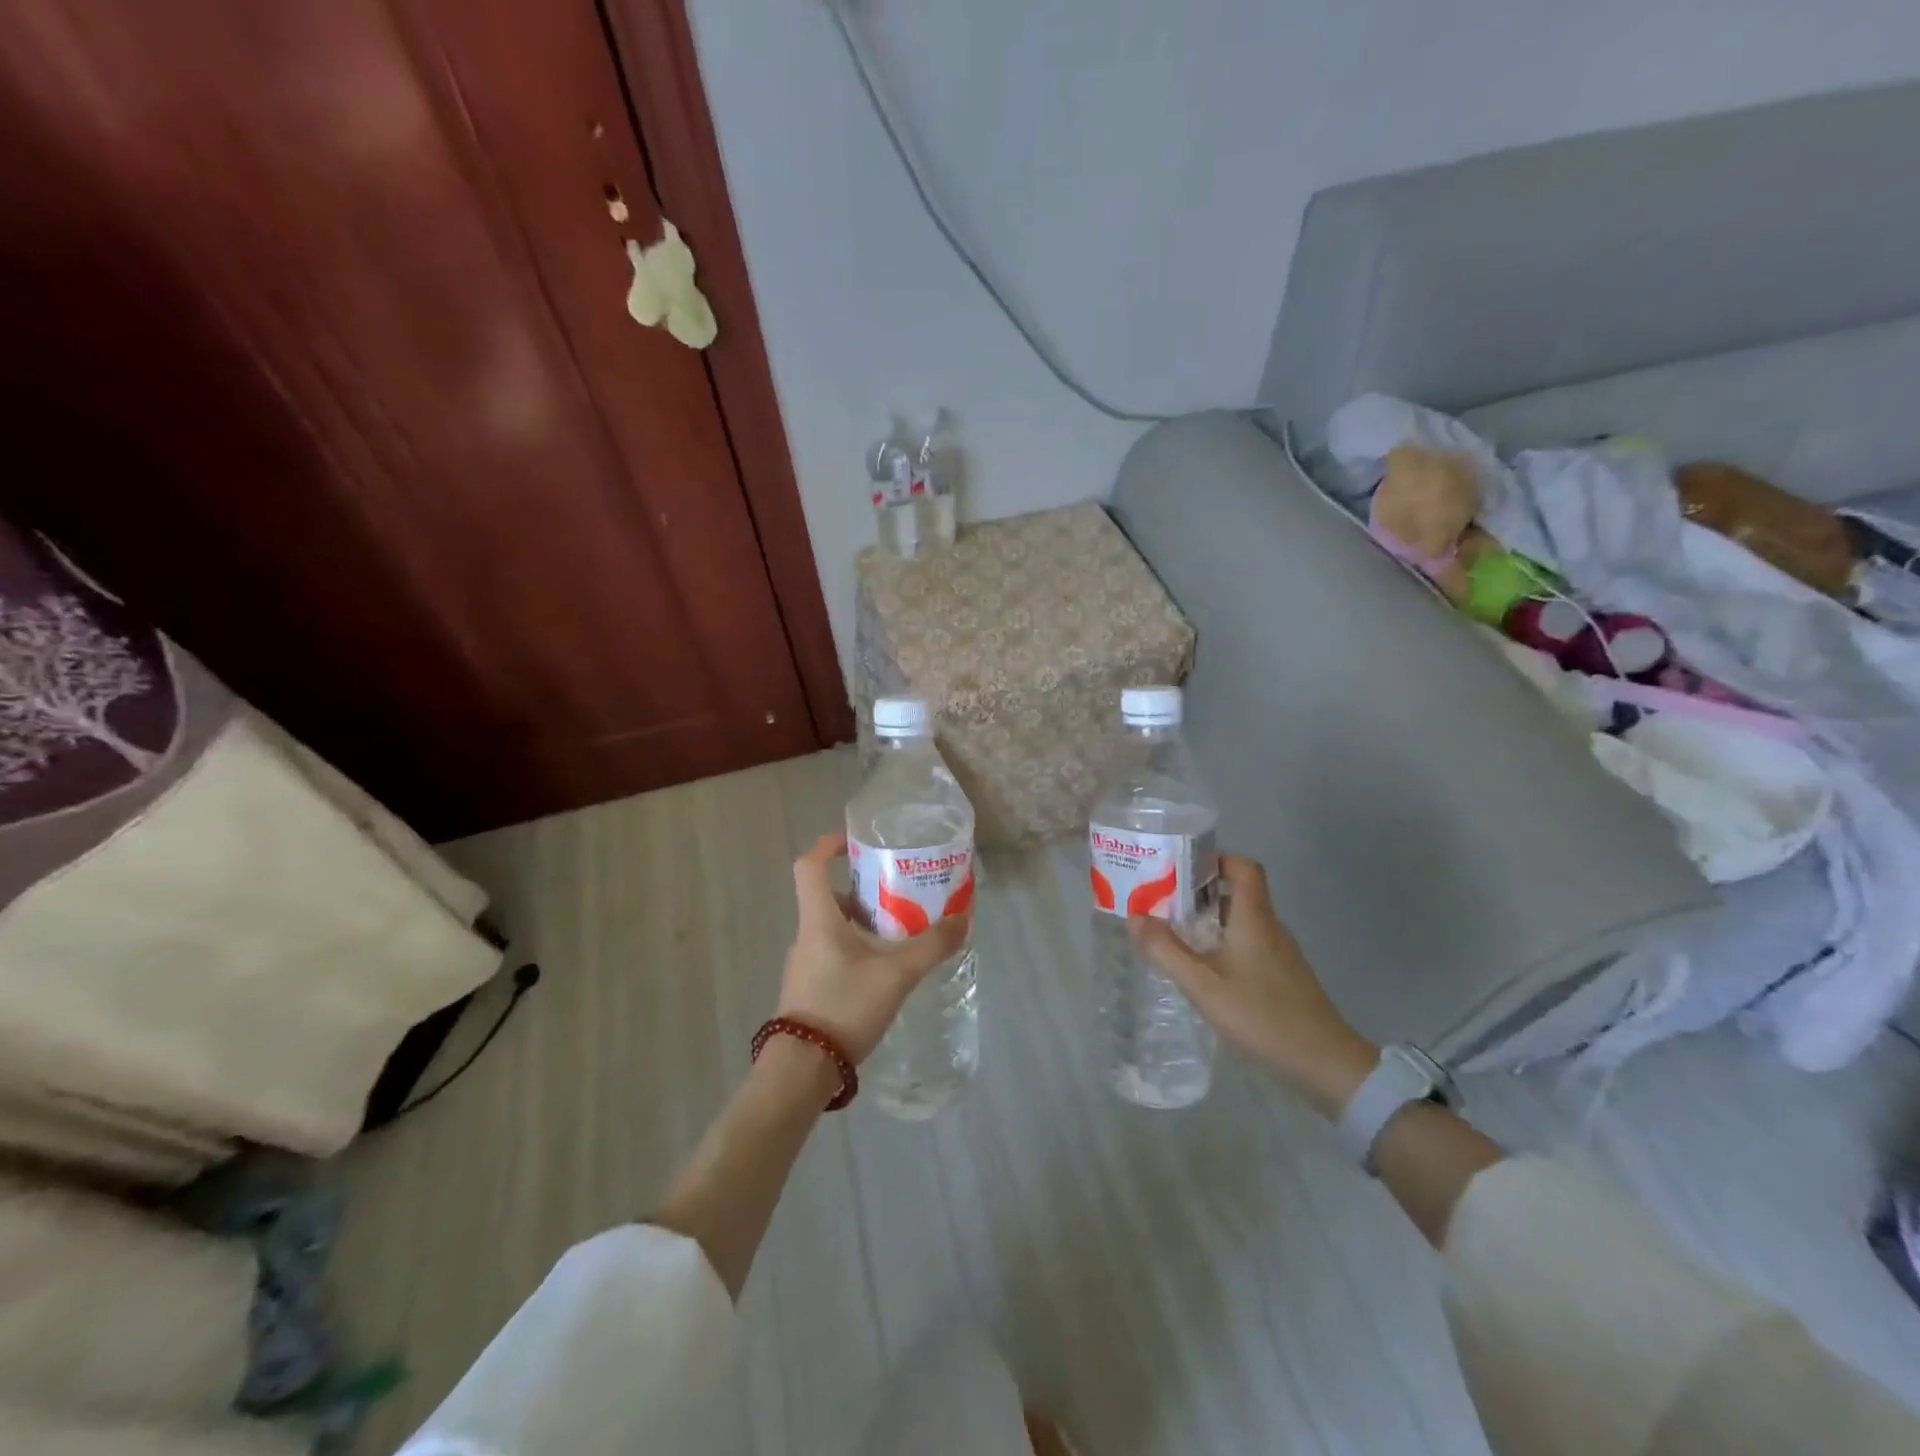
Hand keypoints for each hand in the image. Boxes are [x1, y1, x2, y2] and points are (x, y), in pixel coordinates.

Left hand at [778, 831, 971, 1064]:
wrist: (802, 1071)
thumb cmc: (843, 1007)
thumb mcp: (895, 975)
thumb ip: (931, 947)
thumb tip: (963, 920)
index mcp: (819, 920)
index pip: (809, 867)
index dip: (828, 845)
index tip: (854, 840)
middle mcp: (807, 936)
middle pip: (829, 898)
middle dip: (862, 890)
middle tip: (897, 892)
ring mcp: (805, 965)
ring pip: (834, 929)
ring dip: (863, 923)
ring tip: (900, 933)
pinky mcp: (810, 990)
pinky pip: (834, 954)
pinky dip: (858, 950)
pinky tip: (885, 971)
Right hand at [1130, 855, 1377, 1118]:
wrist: (1325, 1064)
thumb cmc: (1261, 1015)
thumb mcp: (1203, 985)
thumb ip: (1166, 950)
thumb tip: (1135, 916)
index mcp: (1254, 918)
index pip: (1244, 867)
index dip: (1215, 860)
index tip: (1182, 869)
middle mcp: (1271, 928)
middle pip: (1239, 894)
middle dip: (1201, 894)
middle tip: (1164, 904)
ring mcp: (1281, 954)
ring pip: (1243, 922)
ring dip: (1210, 922)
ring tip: (1176, 936)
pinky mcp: (1284, 978)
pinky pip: (1250, 946)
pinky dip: (1225, 946)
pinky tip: (1205, 971)